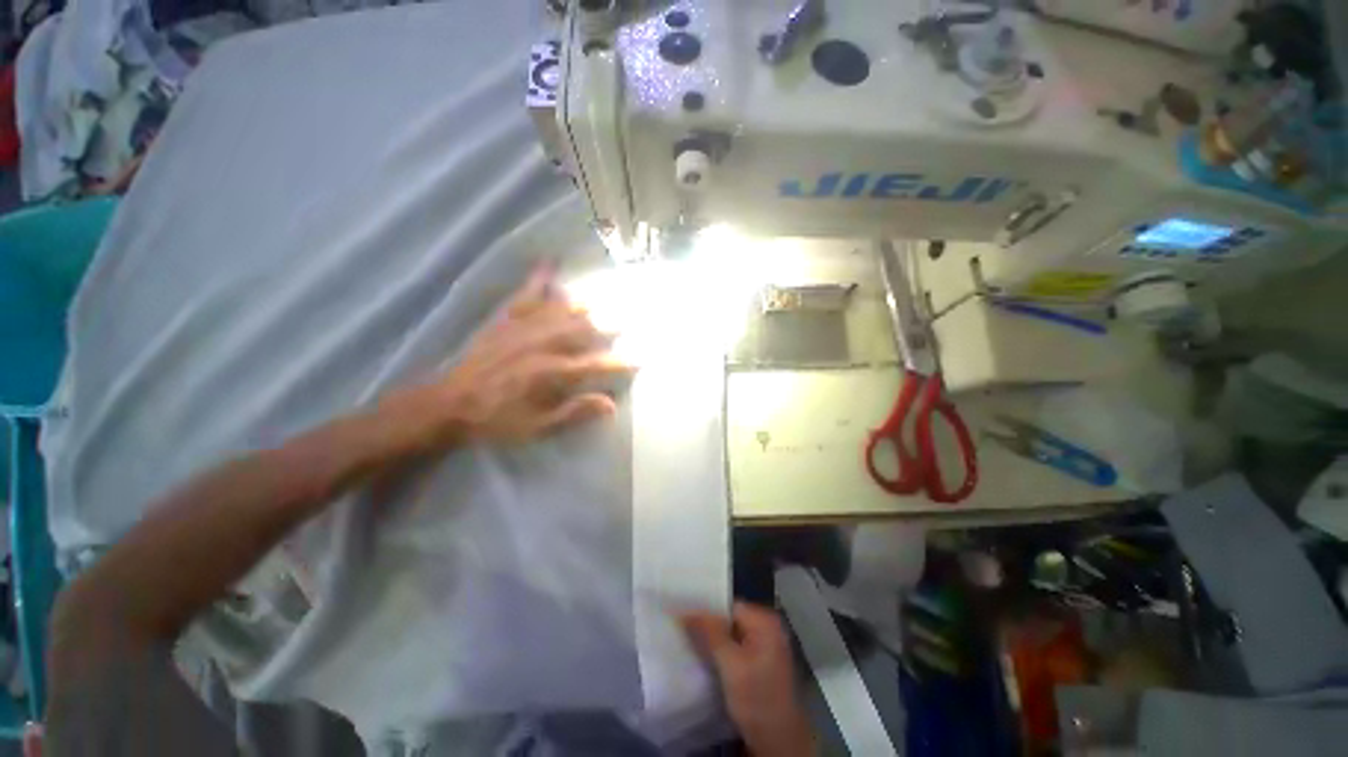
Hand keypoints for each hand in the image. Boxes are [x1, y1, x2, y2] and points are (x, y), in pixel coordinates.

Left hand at [394, 263, 631, 447]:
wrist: (451, 404)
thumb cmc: (498, 419)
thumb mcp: (539, 426)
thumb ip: (575, 412)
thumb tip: (611, 404)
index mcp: (554, 372)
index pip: (598, 364)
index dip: (622, 362)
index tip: (641, 359)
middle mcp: (544, 344)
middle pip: (585, 330)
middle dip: (610, 326)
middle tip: (630, 320)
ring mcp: (525, 328)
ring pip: (563, 309)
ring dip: (586, 305)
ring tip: (605, 300)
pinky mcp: (507, 319)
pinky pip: (526, 294)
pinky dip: (539, 278)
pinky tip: (550, 262)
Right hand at [682, 603, 815, 756]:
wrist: (780, 743)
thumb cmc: (758, 700)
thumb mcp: (731, 665)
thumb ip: (710, 633)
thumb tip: (686, 609)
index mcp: (765, 621)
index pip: (728, 606)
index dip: (704, 608)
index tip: (679, 611)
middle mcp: (767, 627)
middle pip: (729, 619)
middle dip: (706, 624)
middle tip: (678, 626)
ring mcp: (764, 646)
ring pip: (730, 635)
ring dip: (710, 639)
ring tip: (684, 638)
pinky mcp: (759, 664)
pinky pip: (734, 648)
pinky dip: (719, 651)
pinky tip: (701, 656)